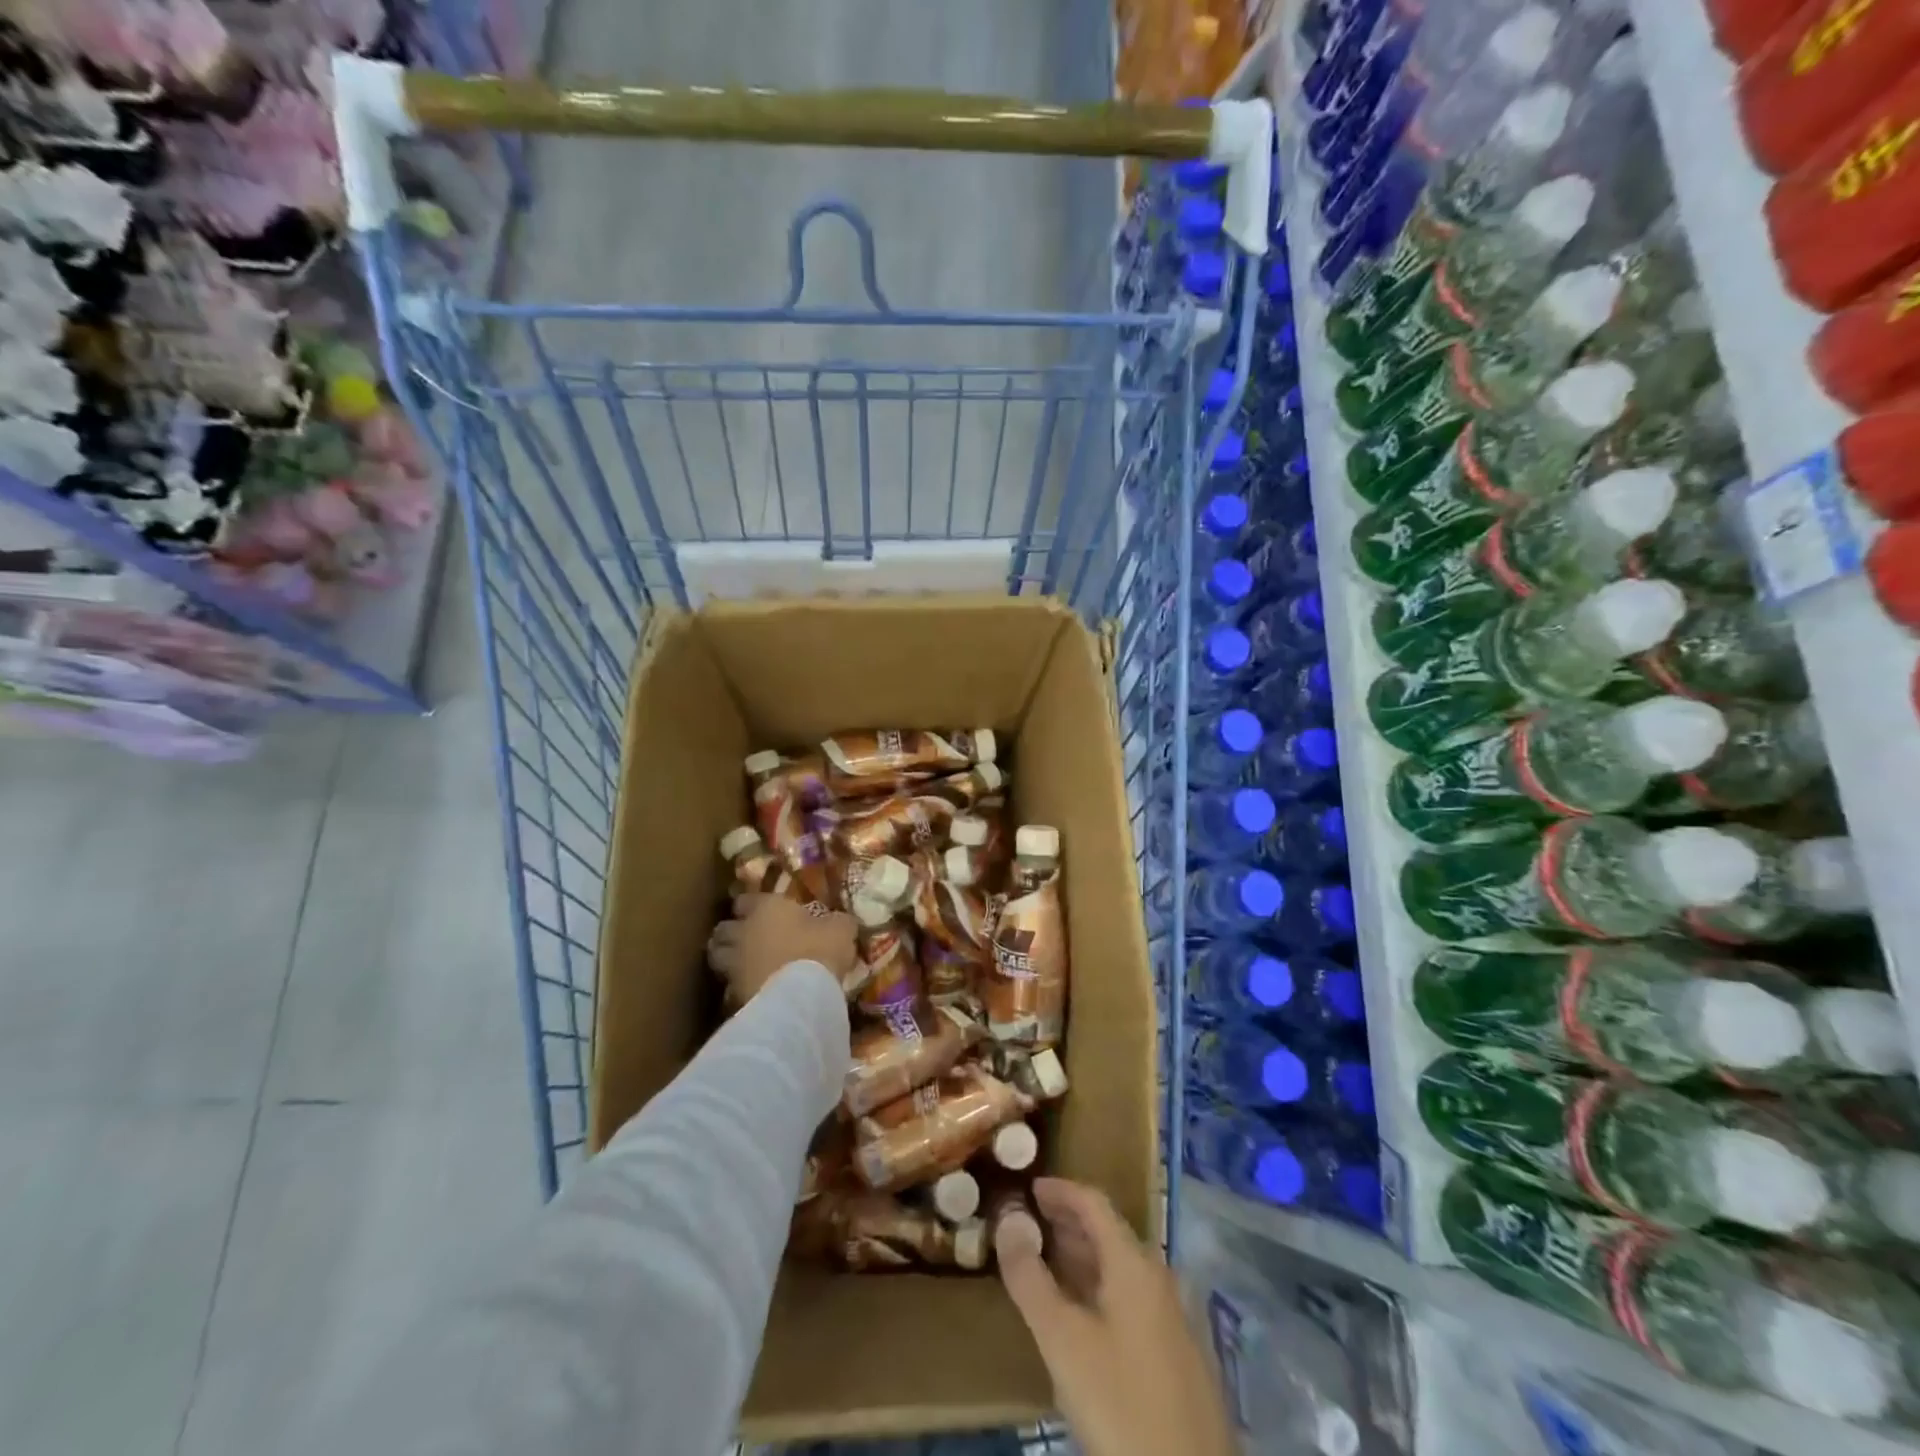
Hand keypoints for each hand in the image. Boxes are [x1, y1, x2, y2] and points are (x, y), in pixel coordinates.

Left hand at [706, 893, 857, 1002]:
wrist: (800, 996)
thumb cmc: (819, 950)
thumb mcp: (841, 929)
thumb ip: (836, 922)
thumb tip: (839, 921)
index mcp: (766, 908)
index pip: (744, 900)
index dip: (750, 905)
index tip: (759, 910)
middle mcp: (743, 932)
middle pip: (723, 928)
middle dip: (731, 932)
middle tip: (744, 938)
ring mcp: (732, 964)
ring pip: (717, 956)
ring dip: (725, 957)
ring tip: (740, 964)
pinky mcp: (731, 994)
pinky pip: (727, 986)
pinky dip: (734, 987)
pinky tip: (749, 991)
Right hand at [998, 1178, 1235, 1455]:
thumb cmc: (1121, 1403)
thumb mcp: (1063, 1341)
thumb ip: (1030, 1280)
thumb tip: (1006, 1221)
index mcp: (1134, 1263)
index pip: (1095, 1203)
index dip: (1060, 1190)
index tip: (1028, 1187)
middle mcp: (1158, 1277)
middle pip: (1109, 1232)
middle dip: (1068, 1222)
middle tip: (1029, 1222)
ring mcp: (1172, 1316)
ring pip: (1120, 1268)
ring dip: (1083, 1257)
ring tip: (1045, 1261)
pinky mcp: (1177, 1354)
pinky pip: (1131, 1298)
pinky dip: (1099, 1287)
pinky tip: (1080, 1315)